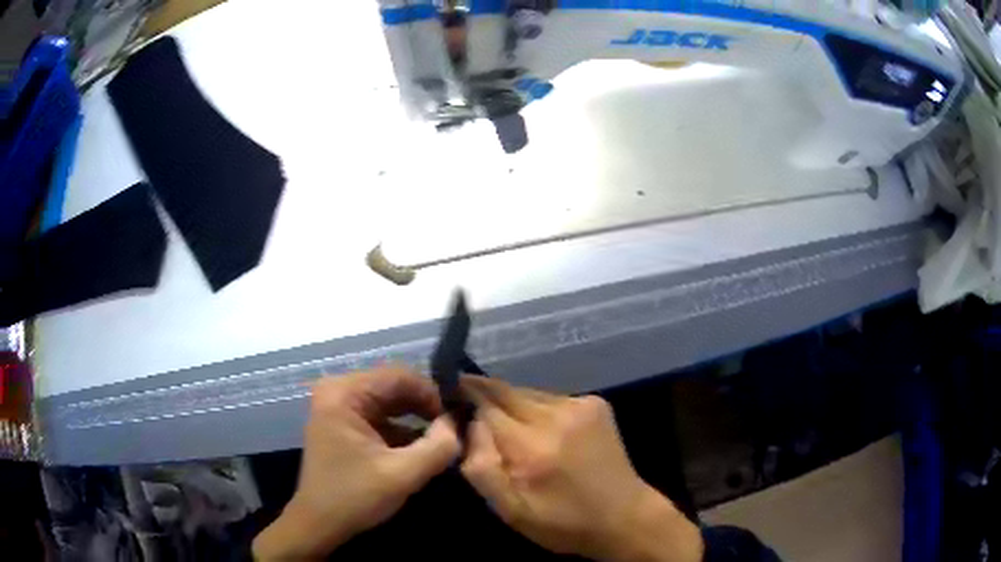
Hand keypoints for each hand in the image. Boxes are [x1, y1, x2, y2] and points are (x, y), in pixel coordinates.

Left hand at [253, 366, 460, 559]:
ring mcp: (338, 407)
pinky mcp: (343, 424)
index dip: (433, 394)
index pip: (399, 376)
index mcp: (344, 393)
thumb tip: (458, 424)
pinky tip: (422, 447)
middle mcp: (338, 391)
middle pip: (393, 387)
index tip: (457, 419)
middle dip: (425, 407)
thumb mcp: (402, 474)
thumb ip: (438, 446)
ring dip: (416, 418)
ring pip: (389, 401)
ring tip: (443, 438)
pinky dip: (402, 429)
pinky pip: (380, 416)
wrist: (319, 524)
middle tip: (454, 428)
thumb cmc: (354, 497)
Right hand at [460, 378, 702, 561]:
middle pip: (503, 390)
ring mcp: (580, 405)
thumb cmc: (562, 522)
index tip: (449, 404)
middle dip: (483, 396)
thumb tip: (469, 425)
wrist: (624, 517)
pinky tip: (544, 432)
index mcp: (531, 447)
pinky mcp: (596, 403)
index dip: (463, 400)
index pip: (483, 403)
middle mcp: (555, 415)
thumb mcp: (510, 511)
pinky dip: (537, 408)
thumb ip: (481, 467)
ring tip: (511, 429)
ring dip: (511, 404)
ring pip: (526, 391)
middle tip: (470, 411)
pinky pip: (550, 397)